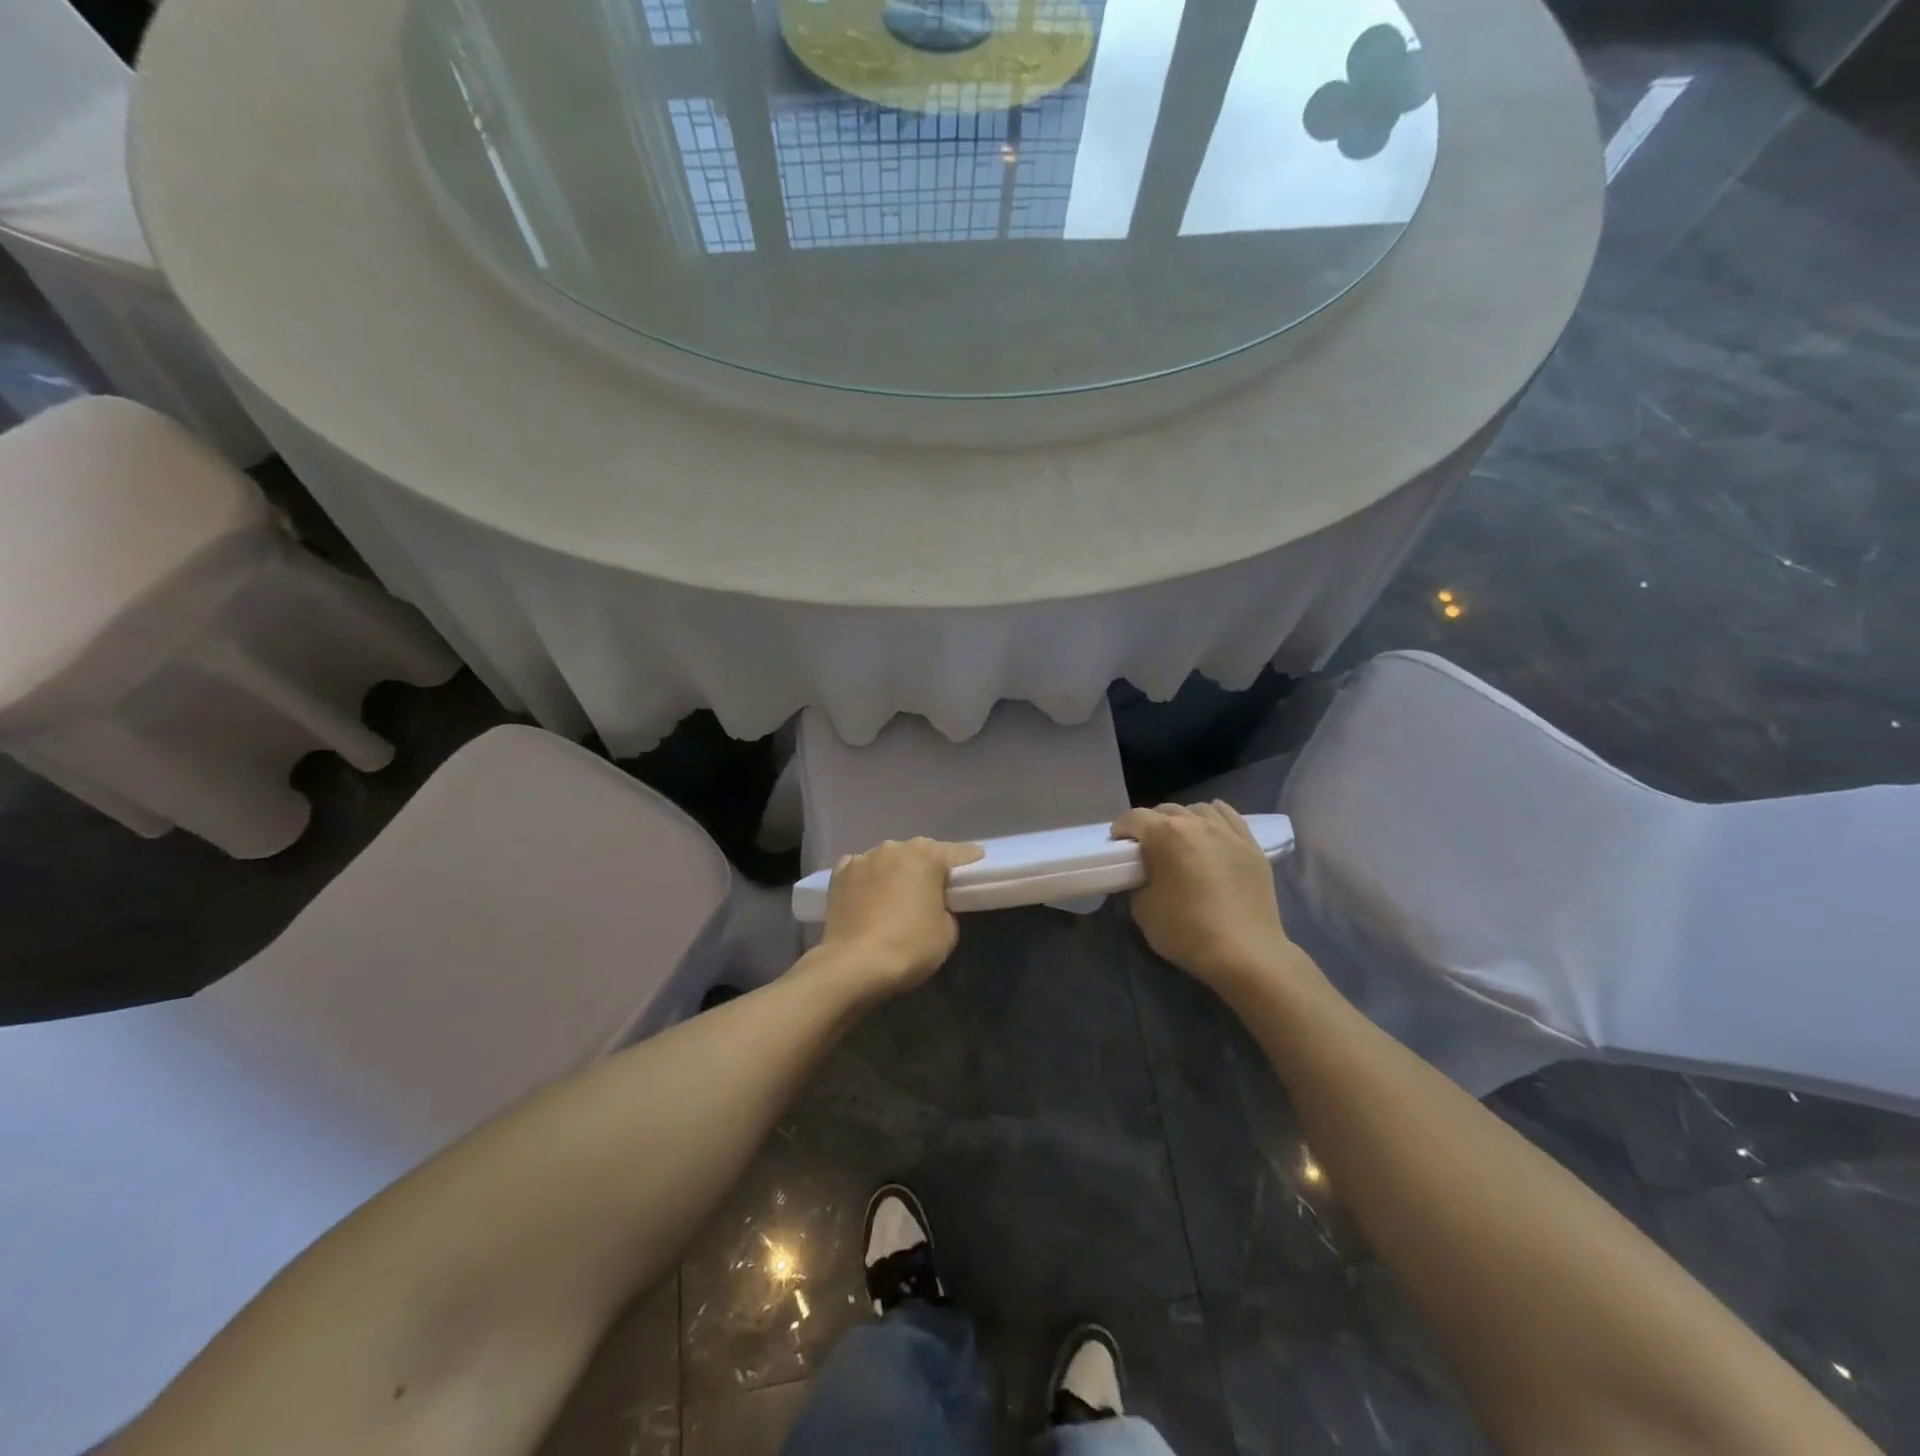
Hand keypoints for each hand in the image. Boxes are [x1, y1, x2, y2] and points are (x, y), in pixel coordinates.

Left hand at [817, 837, 983, 995]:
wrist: (853, 965)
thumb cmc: (909, 947)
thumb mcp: (947, 932)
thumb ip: (946, 908)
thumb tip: (934, 905)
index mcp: (927, 857)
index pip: (958, 853)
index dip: (970, 860)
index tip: (978, 863)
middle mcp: (895, 848)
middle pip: (920, 851)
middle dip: (929, 865)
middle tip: (935, 885)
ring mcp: (863, 858)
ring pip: (889, 858)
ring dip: (896, 870)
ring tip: (898, 892)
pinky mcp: (839, 874)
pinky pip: (861, 868)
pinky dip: (868, 877)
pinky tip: (868, 893)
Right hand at [1113, 802, 1300, 995]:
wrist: (1245, 953)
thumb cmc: (1187, 931)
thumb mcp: (1143, 910)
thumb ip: (1138, 883)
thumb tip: (1143, 876)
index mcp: (1165, 834)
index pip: (1134, 818)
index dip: (1121, 830)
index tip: (1118, 847)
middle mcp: (1196, 823)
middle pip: (1166, 810)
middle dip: (1151, 824)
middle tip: (1148, 849)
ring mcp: (1228, 832)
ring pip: (1199, 810)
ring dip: (1184, 820)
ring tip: (1182, 840)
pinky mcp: (1252, 846)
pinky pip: (1230, 817)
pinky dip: (1215, 819)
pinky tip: (1212, 832)